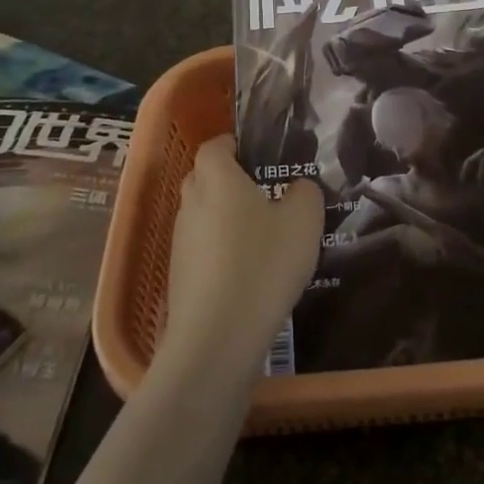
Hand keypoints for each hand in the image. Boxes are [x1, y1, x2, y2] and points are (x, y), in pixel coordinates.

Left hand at [161, 136, 323, 372]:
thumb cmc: (263, 264)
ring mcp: (180, 240)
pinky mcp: (179, 275)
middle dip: (229, 180)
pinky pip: (201, 248)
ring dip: (224, 218)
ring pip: (202, 214)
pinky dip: (220, 250)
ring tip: (261, 236)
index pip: (215, 145)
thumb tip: (298, 187)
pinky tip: (248, 272)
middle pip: (204, 177)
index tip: (259, 155)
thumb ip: (305, 193)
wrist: (217, 338)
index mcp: (217, 178)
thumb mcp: (303, 221)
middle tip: (265, 193)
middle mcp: (191, 202)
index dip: (234, 145)